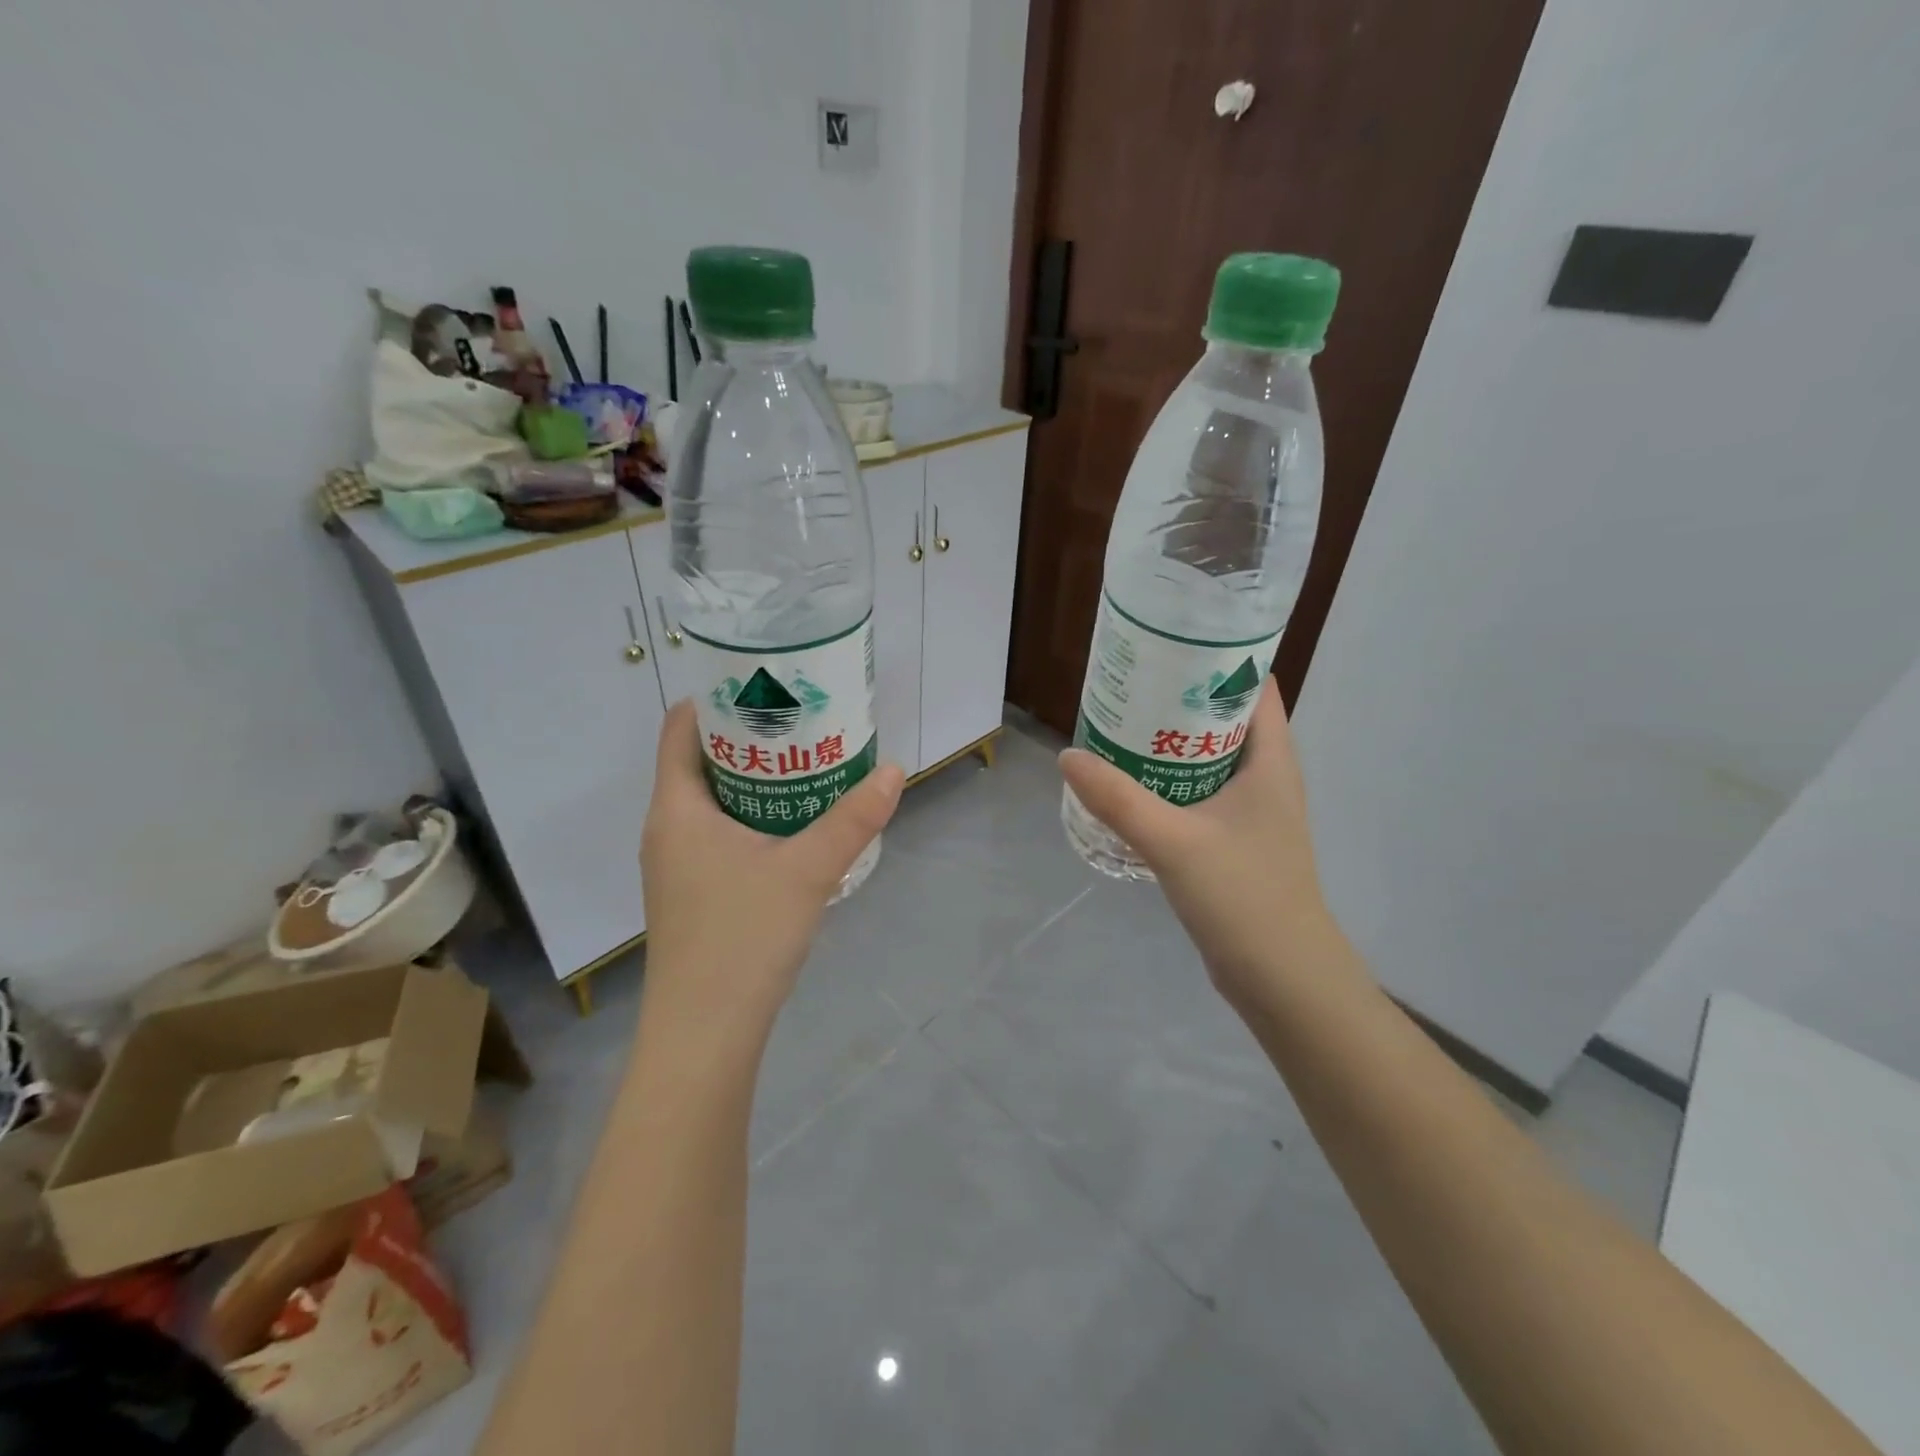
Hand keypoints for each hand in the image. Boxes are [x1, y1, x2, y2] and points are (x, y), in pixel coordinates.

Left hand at [640, 701, 903, 1037]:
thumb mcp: (807, 870)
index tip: (766, 684)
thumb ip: (853, 819)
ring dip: (754, 781)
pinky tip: (793, 828)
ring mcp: (676, 866)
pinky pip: (718, 834)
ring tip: (805, 765)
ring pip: (712, 802)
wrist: (705, 1033)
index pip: (681, 729)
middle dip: (749, 738)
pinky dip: (752, 817)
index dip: (718, 698)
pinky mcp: (692, 894)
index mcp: (676, 809)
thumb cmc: (743, 938)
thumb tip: (895, 770)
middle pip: (701, 762)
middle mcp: (667, 830)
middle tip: (802, 720)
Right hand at [1059, 678, 1331, 1007]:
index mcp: (1271, 761)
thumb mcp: (1174, 841)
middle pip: (1226, 719)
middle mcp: (1268, 777)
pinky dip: (1171, 780)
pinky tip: (1134, 786)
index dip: (1219, 658)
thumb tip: (1068, 756)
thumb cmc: (1243, 896)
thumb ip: (1119, 799)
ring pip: (1210, 758)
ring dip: (1172, 742)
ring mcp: (1253, 812)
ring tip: (1123, 726)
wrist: (1282, 977)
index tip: (1170, 645)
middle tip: (1131, 683)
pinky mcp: (1236, 841)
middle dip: (1182, 698)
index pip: (1255, 686)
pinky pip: (1201, 793)